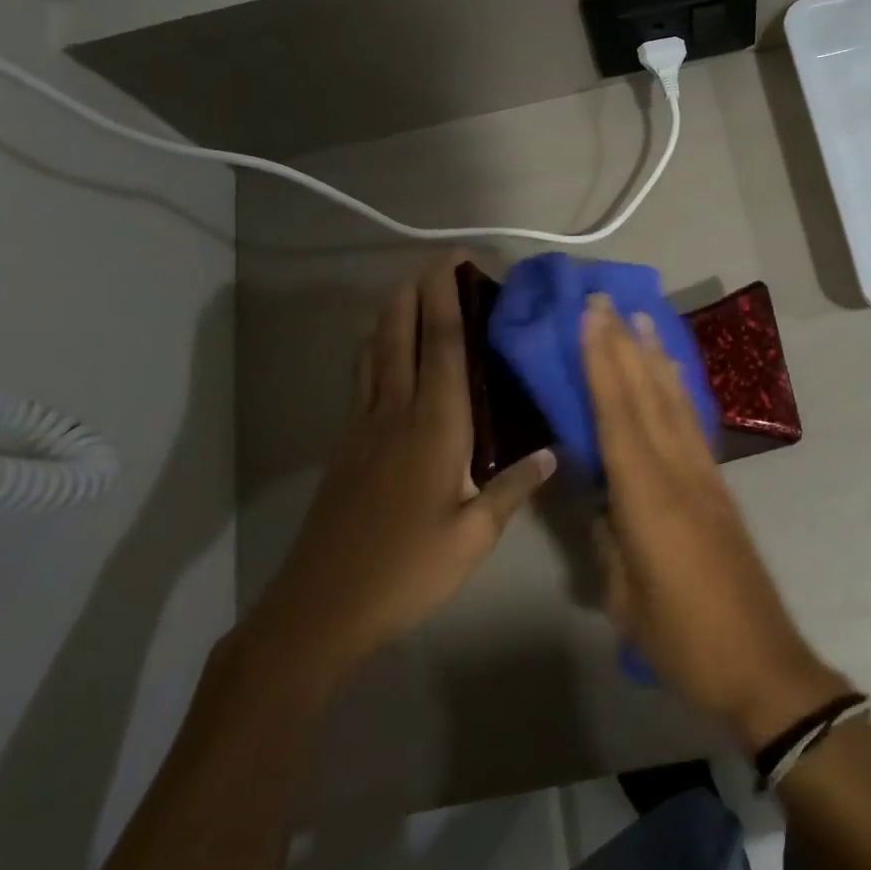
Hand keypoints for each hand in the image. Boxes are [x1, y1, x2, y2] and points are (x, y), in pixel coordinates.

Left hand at [241, 254, 554, 698]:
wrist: (320, 608)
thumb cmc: (406, 571)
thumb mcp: (473, 538)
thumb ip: (512, 489)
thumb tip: (550, 453)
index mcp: (435, 428)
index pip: (444, 348)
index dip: (448, 300)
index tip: (454, 262)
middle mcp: (396, 414)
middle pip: (402, 336)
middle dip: (417, 293)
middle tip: (436, 262)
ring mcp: (363, 427)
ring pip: (375, 353)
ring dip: (391, 314)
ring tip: (407, 289)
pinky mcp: (345, 445)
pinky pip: (362, 378)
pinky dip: (373, 348)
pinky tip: (378, 349)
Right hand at [582, 294, 849, 749]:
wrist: (763, 663)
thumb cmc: (684, 640)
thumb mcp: (625, 599)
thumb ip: (608, 540)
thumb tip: (601, 501)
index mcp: (648, 499)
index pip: (618, 416)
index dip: (603, 363)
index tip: (592, 318)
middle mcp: (679, 473)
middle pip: (647, 395)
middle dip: (624, 344)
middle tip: (607, 300)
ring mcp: (705, 476)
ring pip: (675, 402)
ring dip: (655, 356)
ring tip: (642, 318)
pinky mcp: (720, 486)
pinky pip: (693, 423)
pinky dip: (678, 389)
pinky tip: (672, 374)